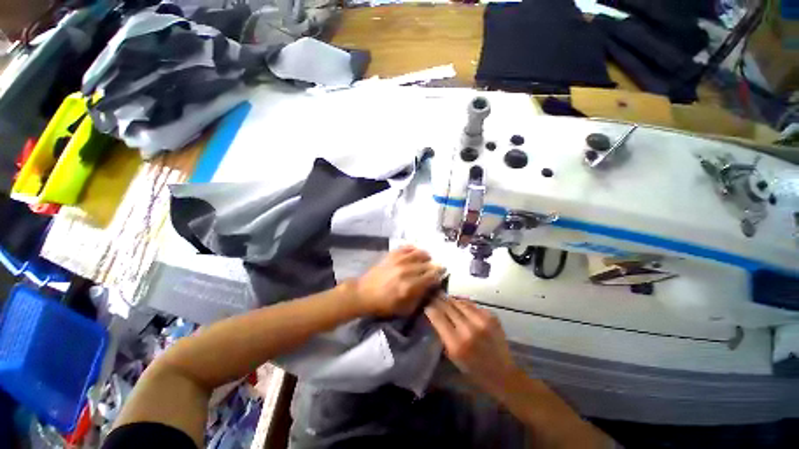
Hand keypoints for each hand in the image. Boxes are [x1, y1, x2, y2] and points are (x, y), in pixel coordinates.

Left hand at [353, 246, 442, 316]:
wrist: (363, 293)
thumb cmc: (384, 304)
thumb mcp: (404, 309)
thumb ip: (419, 298)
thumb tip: (430, 288)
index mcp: (410, 286)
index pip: (431, 277)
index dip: (439, 276)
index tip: (442, 275)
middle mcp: (406, 271)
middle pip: (427, 264)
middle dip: (434, 266)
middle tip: (436, 268)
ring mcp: (399, 260)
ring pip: (419, 253)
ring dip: (426, 256)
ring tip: (427, 259)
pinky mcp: (392, 255)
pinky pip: (407, 247)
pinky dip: (414, 249)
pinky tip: (415, 253)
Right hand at [425, 297, 521, 395]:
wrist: (503, 374)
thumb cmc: (473, 369)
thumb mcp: (452, 355)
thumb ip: (443, 334)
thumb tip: (434, 314)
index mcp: (456, 343)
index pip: (437, 317)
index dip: (430, 307)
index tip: (426, 303)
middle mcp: (469, 329)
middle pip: (448, 306)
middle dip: (438, 300)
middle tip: (433, 295)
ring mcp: (482, 321)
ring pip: (459, 302)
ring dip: (450, 299)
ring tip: (444, 297)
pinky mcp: (491, 316)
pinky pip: (472, 304)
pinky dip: (463, 303)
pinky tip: (459, 304)